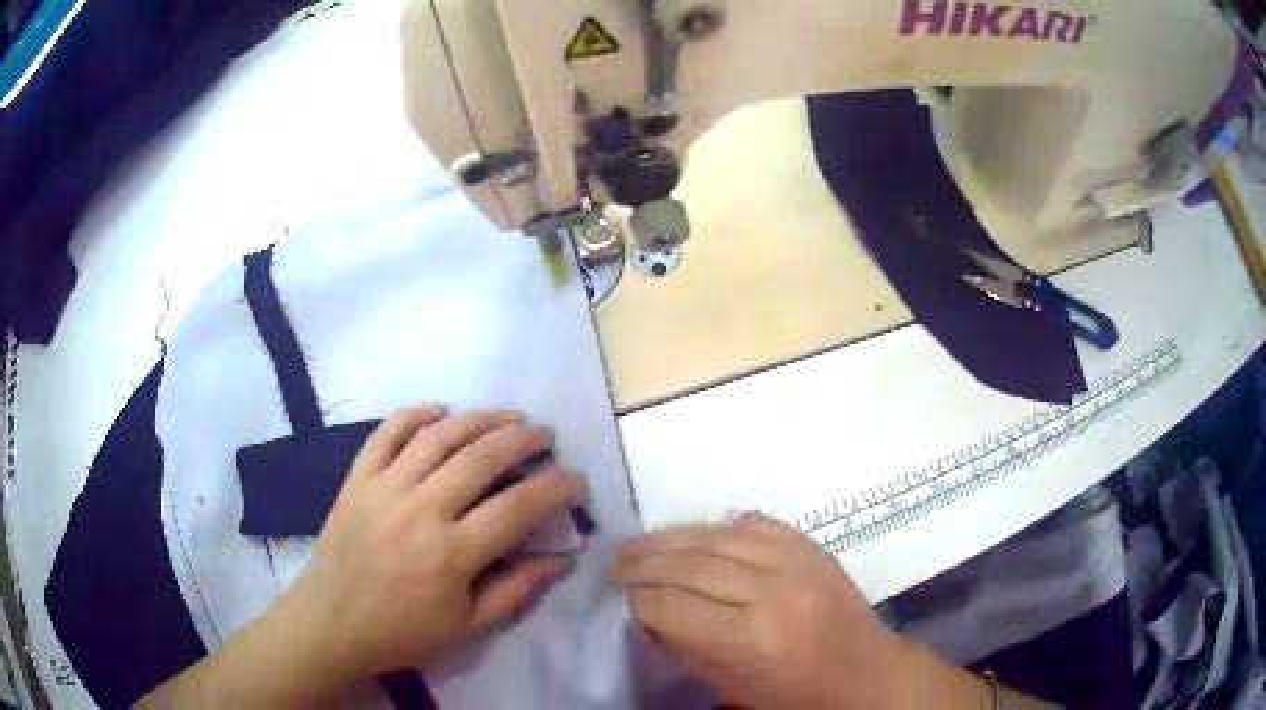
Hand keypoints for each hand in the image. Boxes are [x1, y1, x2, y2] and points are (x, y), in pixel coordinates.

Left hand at [279, 405, 583, 684]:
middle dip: (523, 438)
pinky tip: (441, 410)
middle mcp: (420, 510)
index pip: (517, 507)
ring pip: (439, 436)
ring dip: (480, 418)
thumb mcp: (468, 627)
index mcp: (452, 554)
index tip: (575, 478)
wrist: (332, 622)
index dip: (555, 487)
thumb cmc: (403, 632)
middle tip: (545, 434)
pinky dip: (415, 414)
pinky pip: (386, 433)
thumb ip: (518, 590)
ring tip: (508, 416)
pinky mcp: (357, 478)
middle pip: (481, 457)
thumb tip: (564, 558)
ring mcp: (384, 487)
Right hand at [615, 515, 987, 708]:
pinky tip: (699, 535)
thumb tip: (652, 614)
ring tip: (640, 541)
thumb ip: (689, 648)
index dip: (640, 602)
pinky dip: (721, 528)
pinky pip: (757, 523)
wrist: (865, 673)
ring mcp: (797, 562)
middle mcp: (772, 592)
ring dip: (672, 537)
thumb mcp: (733, 688)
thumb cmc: (796, 696)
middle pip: (690, 566)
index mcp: (750, 640)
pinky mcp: (813, 547)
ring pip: (717, 537)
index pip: (672, 606)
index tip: (625, 602)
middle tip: (615, 563)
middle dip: (644, 563)